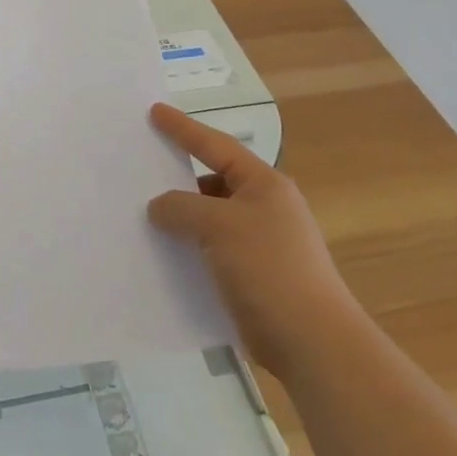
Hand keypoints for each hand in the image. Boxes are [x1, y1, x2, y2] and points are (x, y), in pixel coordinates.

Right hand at [146, 103, 348, 371]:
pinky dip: (189, 248)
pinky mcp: (253, 276)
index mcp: (264, 184)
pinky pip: (211, 250)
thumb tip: (159, 206)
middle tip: (143, 166)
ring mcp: (261, 244)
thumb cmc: (269, 268)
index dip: (183, 128)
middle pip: (213, 181)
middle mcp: (265, 207)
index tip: (154, 112)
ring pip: (210, 218)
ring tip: (143, 214)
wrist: (312, 343)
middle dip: (179, 176)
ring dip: (182, 217)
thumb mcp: (220, 225)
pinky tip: (163, 254)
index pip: (216, 145)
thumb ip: (182, 207)